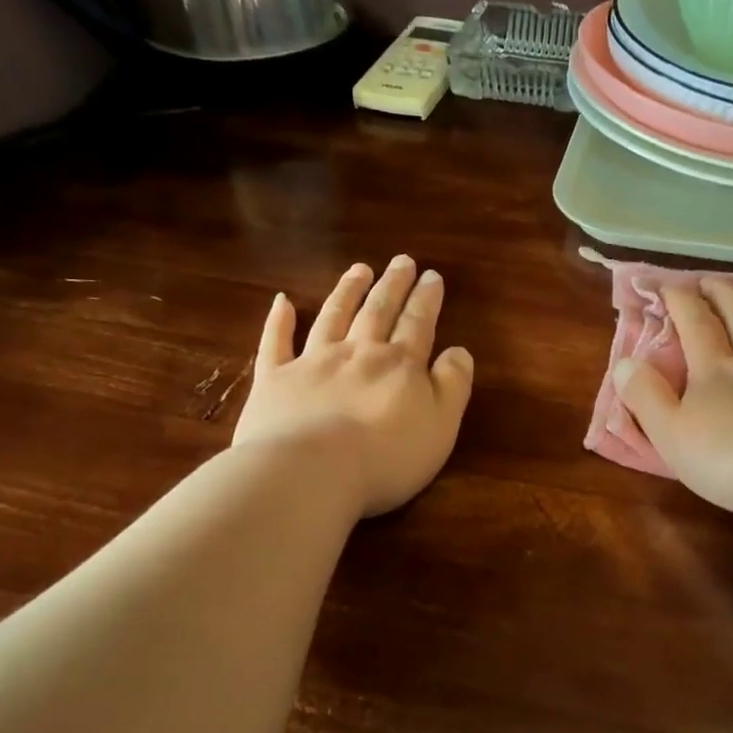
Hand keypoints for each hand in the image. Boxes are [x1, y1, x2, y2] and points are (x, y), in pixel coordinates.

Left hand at [233, 256, 474, 516]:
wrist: (311, 472)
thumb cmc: (386, 456)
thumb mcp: (441, 425)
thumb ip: (452, 385)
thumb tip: (458, 350)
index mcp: (399, 364)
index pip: (417, 324)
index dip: (426, 299)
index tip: (431, 275)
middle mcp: (357, 353)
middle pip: (377, 311)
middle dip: (392, 285)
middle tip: (401, 260)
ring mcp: (312, 363)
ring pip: (332, 317)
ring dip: (347, 291)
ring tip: (359, 269)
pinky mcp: (274, 380)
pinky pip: (275, 343)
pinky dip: (278, 321)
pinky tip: (281, 301)